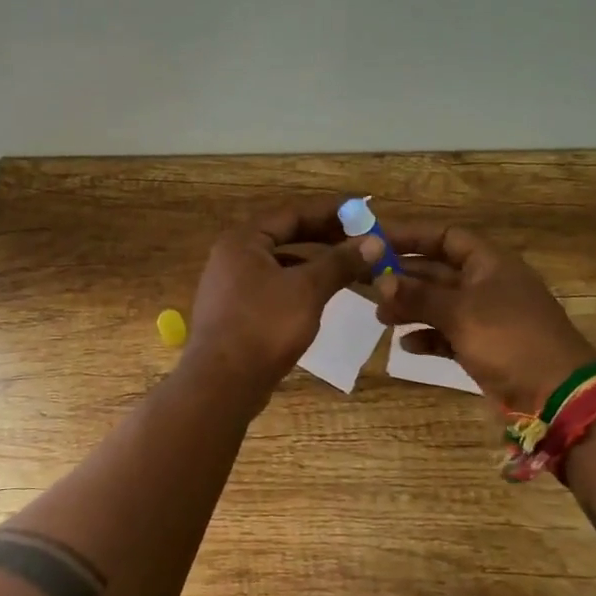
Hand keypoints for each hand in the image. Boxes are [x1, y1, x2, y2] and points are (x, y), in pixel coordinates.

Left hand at [184, 202, 376, 401]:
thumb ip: (339, 262)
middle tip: (362, 239)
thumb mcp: (307, 290)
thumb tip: (374, 241)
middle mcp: (232, 257)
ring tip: (350, 268)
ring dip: (314, 263)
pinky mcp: (236, 313)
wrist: (222, 384)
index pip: (291, 214)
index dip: (329, 212)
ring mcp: (231, 286)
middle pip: (284, 237)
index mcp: (243, 241)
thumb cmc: (264, 326)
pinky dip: (300, 286)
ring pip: (280, 265)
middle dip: (324, 238)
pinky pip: (274, 288)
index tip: (362, 212)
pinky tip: (323, 296)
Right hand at [369, 223, 595, 409]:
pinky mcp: (483, 347)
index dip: (411, 236)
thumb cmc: (509, 339)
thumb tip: (380, 281)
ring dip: (410, 307)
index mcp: (490, 263)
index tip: (376, 242)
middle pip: (438, 270)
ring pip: (439, 304)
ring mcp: (486, 317)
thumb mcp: (460, 313)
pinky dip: (427, 336)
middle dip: (404, 276)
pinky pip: (448, 334)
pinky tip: (406, 345)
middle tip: (367, 282)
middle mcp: (487, 284)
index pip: (445, 237)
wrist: (557, 394)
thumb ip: (418, 296)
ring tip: (380, 317)